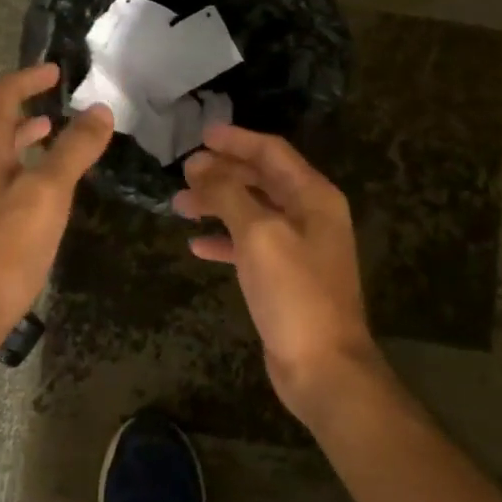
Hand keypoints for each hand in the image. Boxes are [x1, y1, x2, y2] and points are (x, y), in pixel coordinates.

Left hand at [0, 64, 113, 345]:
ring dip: (13, 132)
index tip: (54, 71)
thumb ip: (73, 150)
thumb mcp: (48, 194)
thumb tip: (100, 110)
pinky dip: (11, 162)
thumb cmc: (4, 247)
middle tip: (44, 94)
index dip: (26, 79)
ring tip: (47, 131)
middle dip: (11, 99)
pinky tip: (34, 185)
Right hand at [173, 126, 382, 425]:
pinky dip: (224, 240)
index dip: (236, 140)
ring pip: (252, 212)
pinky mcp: (285, 276)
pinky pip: (250, 245)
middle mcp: (310, 215)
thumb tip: (198, 164)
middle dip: (222, 173)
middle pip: (261, 180)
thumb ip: (227, 193)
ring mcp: (299, 247)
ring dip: (217, 205)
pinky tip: (197, 245)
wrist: (323, 366)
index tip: (201, 135)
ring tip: (179, 205)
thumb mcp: (258, 234)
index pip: (271, 152)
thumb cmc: (294, 292)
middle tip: (184, 172)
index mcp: (313, 196)